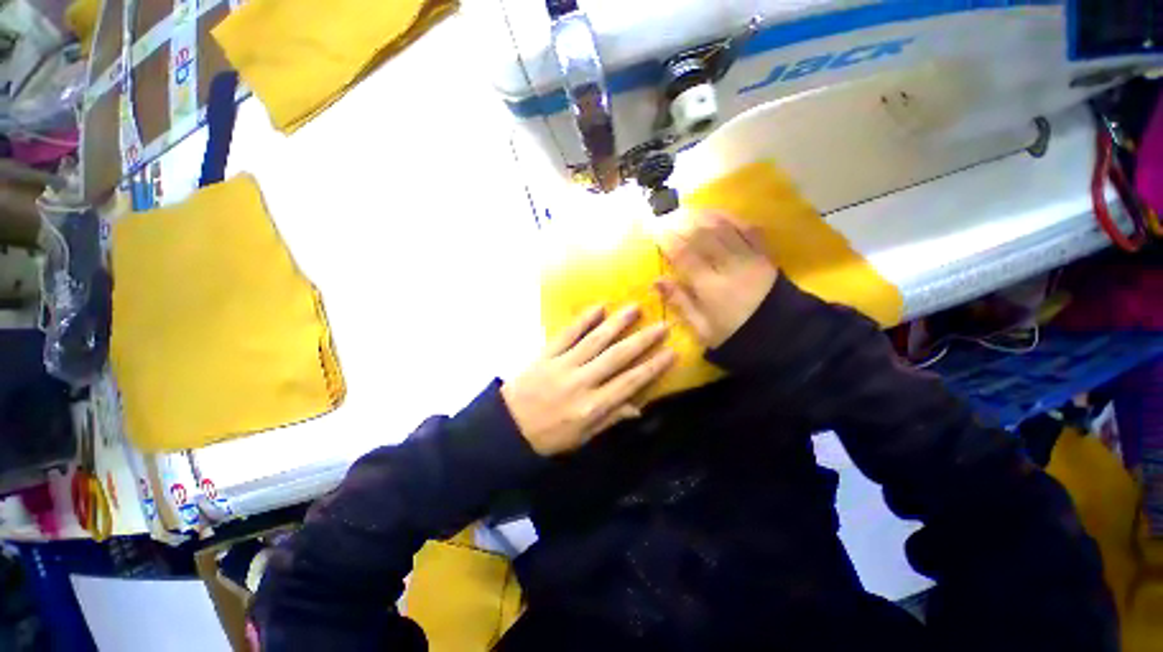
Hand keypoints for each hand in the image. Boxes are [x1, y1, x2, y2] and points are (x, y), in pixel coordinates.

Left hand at [501, 305, 675, 455]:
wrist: (506, 428)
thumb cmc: (548, 437)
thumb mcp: (582, 438)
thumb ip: (610, 419)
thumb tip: (638, 407)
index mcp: (592, 406)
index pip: (629, 383)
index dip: (652, 367)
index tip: (671, 352)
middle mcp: (581, 382)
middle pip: (617, 357)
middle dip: (642, 340)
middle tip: (662, 324)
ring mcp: (563, 365)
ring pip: (595, 340)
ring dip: (617, 323)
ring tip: (635, 307)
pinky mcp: (546, 354)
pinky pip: (567, 334)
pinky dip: (583, 320)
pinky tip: (598, 307)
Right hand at [655, 211, 777, 347]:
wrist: (782, 335)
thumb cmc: (734, 334)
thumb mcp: (702, 328)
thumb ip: (680, 302)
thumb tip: (657, 281)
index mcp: (711, 287)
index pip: (685, 256)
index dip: (669, 241)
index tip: (656, 230)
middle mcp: (729, 267)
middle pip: (704, 236)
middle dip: (684, 223)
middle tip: (669, 214)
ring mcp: (749, 258)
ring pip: (725, 228)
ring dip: (704, 216)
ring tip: (688, 210)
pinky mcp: (764, 254)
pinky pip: (748, 229)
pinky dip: (731, 218)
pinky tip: (718, 213)